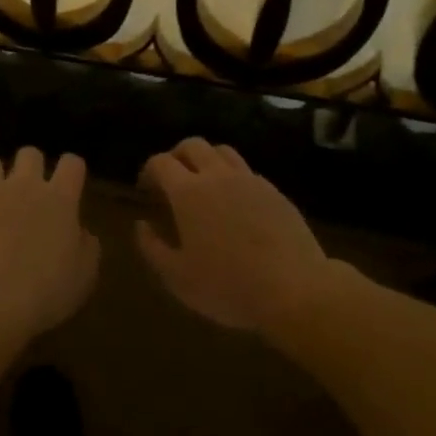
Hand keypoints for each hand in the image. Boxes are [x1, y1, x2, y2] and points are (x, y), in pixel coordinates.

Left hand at [0, 148, 100, 345]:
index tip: (69, 187)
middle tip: (28, 195)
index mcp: (59, 199)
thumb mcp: (84, 276)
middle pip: (30, 154)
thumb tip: (79, 232)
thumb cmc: (45, 293)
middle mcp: (24, 185)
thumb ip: (85, 245)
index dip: (71, 172)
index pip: (72, 163)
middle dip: (30, 168)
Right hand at [136, 138, 335, 331]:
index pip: (161, 162)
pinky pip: (247, 171)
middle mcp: (217, 176)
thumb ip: (152, 247)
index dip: (148, 171)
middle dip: (176, 156)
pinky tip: (234, 203)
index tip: (145, 189)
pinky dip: (232, 177)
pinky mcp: (275, 192)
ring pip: (222, 151)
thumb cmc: (227, 286)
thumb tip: (141, 224)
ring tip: (203, 185)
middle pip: (192, 145)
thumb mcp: (177, 277)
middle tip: (171, 181)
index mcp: (188, 193)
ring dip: (206, 160)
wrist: (294, 289)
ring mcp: (250, 181)